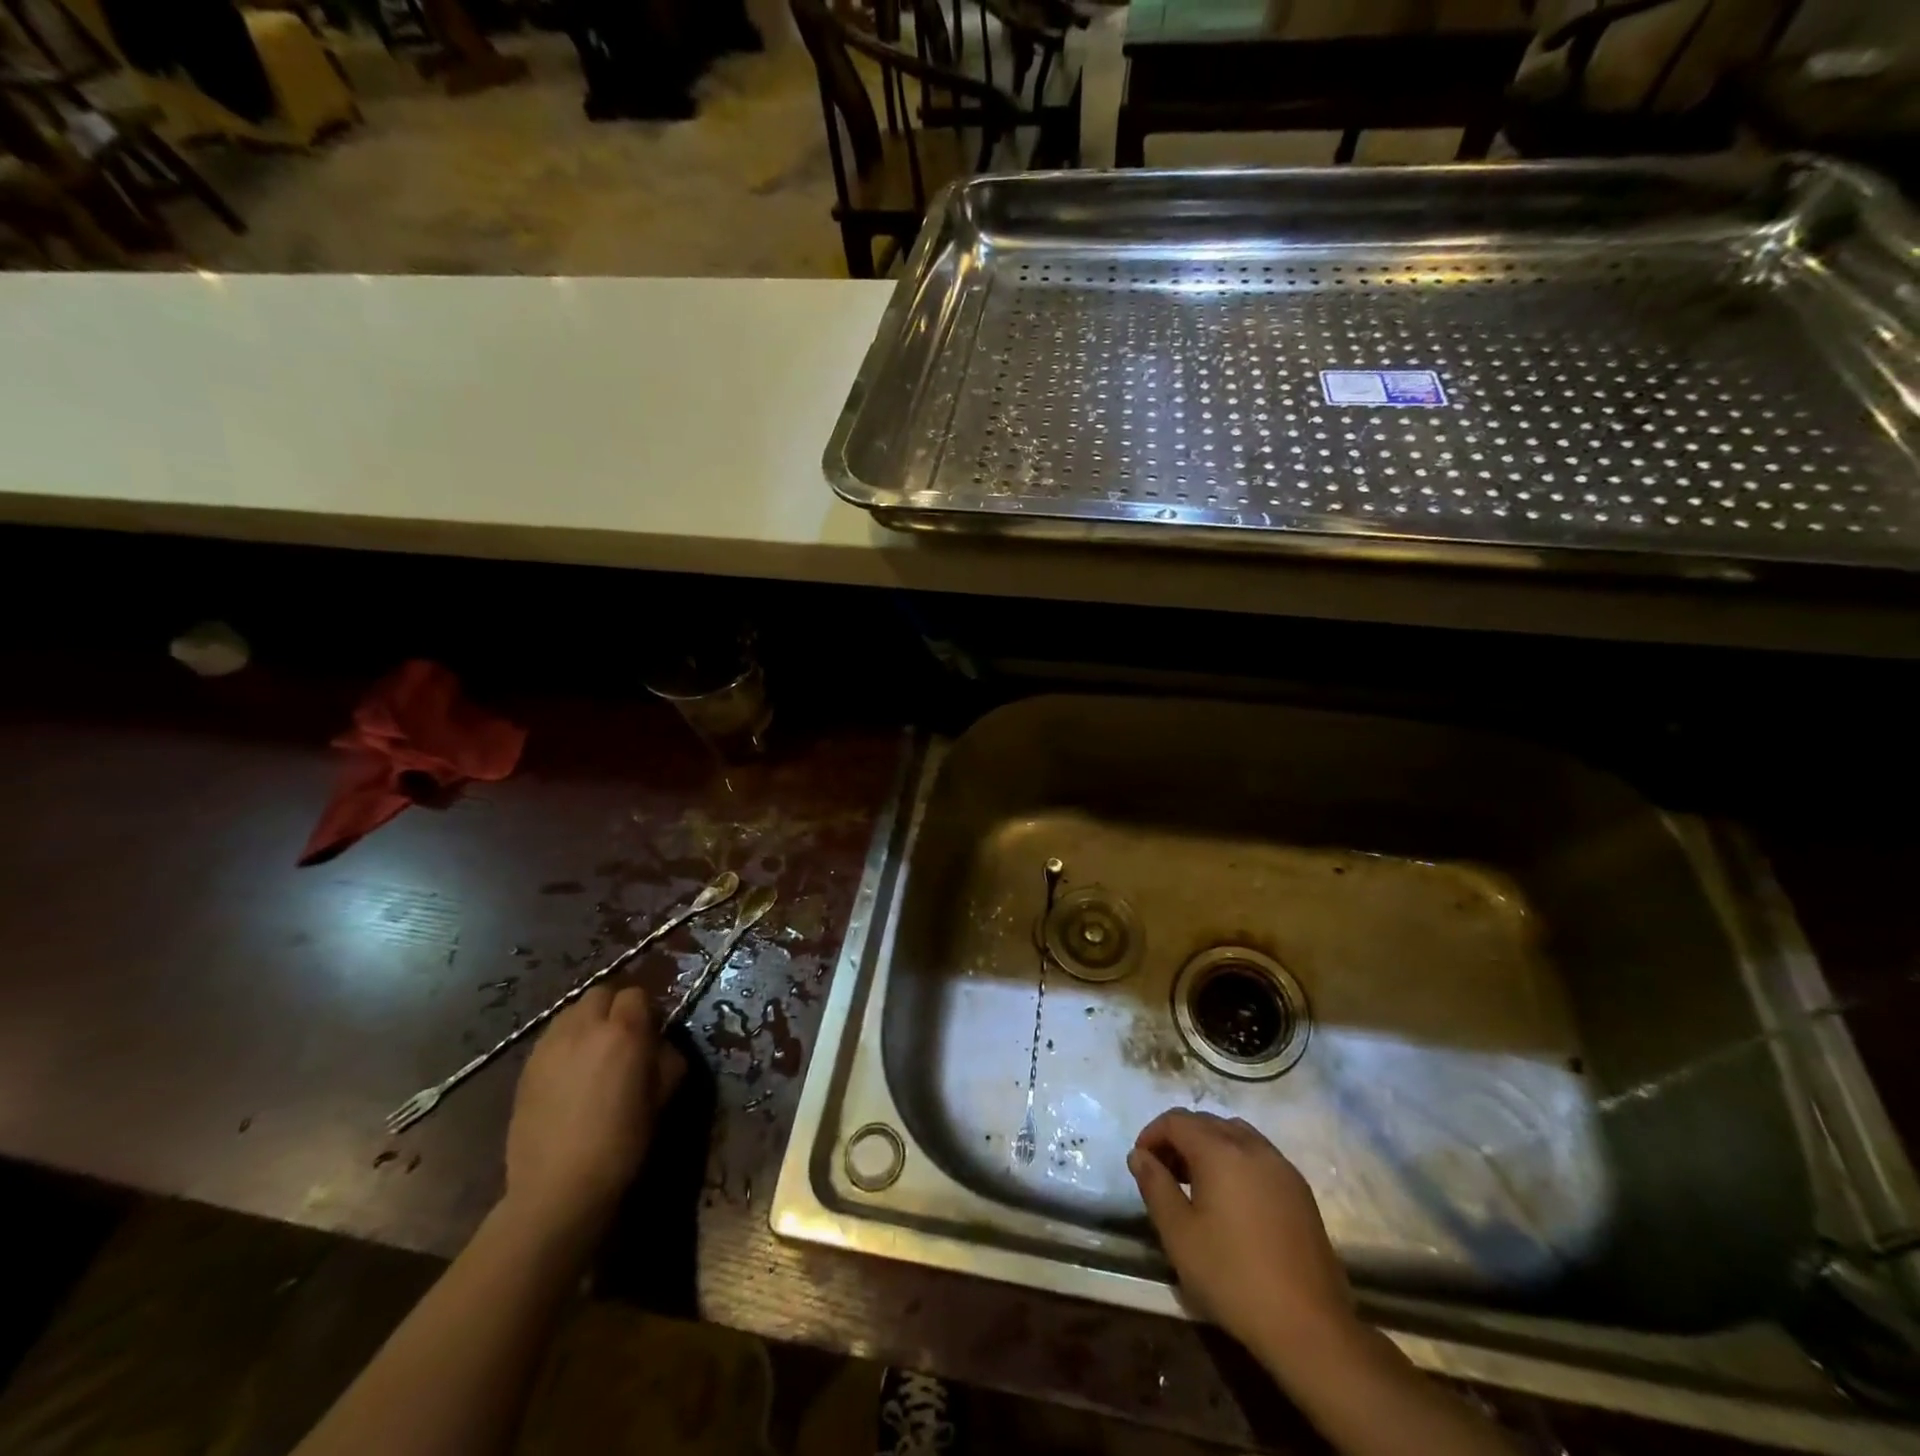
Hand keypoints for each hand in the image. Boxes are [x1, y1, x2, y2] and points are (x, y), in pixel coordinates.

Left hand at [503, 985, 684, 1245]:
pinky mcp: (526, 1067)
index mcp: (623, 1032)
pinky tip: (570, 1072)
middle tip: (623, 1035)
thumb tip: (660, 1043)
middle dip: (615, 1006)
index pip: (637, 994)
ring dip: (588, 1020)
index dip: (647, 1010)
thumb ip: (667, 1058)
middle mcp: (584, 1027)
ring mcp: (550, 1045)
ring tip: (594, 1050)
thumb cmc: (621, 1143)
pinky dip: (565, 1042)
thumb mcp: (662, 1098)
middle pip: (602, 992)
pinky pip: (552, 1037)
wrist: (557, 1189)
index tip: (652, 1032)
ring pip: (572, 1011)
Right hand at [1128, 1110, 1355, 1366]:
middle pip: (1206, 1122)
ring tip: (1196, 1183)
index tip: (1141, 1163)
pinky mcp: (1300, 1190)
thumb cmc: (1233, 1277)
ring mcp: (1281, 1166)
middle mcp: (1252, 1146)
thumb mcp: (1179, 1234)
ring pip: (1235, 1134)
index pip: (1176, 1120)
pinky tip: (1232, 1198)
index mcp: (1220, 1150)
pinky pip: (1259, 1154)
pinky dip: (1236, 1159)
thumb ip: (1155, 1186)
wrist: (1309, 1327)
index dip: (1152, 1135)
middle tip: (1163, 1173)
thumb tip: (1139, 1155)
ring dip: (1209, 1145)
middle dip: (1178, 1138)